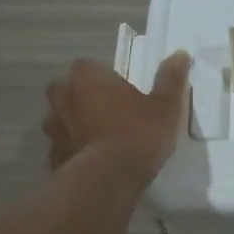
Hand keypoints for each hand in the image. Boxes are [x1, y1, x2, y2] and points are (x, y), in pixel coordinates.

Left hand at [44, 52, 191, 175]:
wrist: (109, 179)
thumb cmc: (138, 133)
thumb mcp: (165, 106)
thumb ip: (170, 79)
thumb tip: (180, 54)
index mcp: (87, 77)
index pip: (89, 66)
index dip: (104, 77)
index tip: (121, 91)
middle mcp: (63, 97)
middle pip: (67, 91)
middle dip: (81, 98)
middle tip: (107, 112)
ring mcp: (54, 129)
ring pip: (60, 120)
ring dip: (73, 125)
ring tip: (98, 139)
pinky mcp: (53, 157)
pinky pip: (62, 149)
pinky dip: (73, 152)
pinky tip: (91, 163)